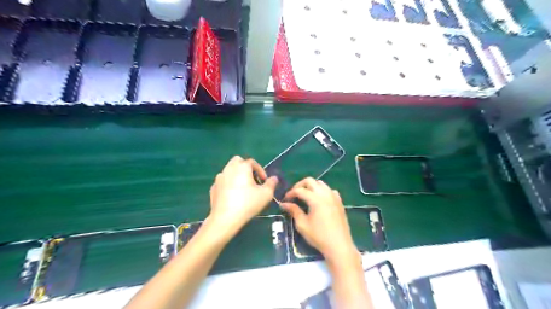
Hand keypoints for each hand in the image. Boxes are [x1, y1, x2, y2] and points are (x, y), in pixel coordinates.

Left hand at [208, 156, 279, 237]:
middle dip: (246, 168)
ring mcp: (219, 178)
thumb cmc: (248, 204)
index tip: (264, 181)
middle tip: (252, 180)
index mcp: (242, 167)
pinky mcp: (213, 188)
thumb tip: (274, 178)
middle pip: (238, 161)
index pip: (252, 162)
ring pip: (229, 171)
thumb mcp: (266, 194)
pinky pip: (223, 182)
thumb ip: (271, 184)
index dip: (260, 170)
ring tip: (243, 189)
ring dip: (236, 175)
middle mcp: (229, 168)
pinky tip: (233, 196)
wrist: (225, 219)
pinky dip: (228, 185)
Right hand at [280, 177, 356, 260]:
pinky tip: (319, 200)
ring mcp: (334, 196)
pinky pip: (329, 190)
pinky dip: (322, 191)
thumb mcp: (303, 224)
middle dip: (300, 185)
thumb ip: (294, 211)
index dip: (290, 193)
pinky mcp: (339, 201)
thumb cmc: (319, 236)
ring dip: (311, 186)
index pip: (299, 190)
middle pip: (310, 181)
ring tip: (305, 196)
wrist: (339, 246)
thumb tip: (284, 204)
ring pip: (320, 183)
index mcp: (315, 199)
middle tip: (294, 194)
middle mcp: (325, 194)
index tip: (285, 199)